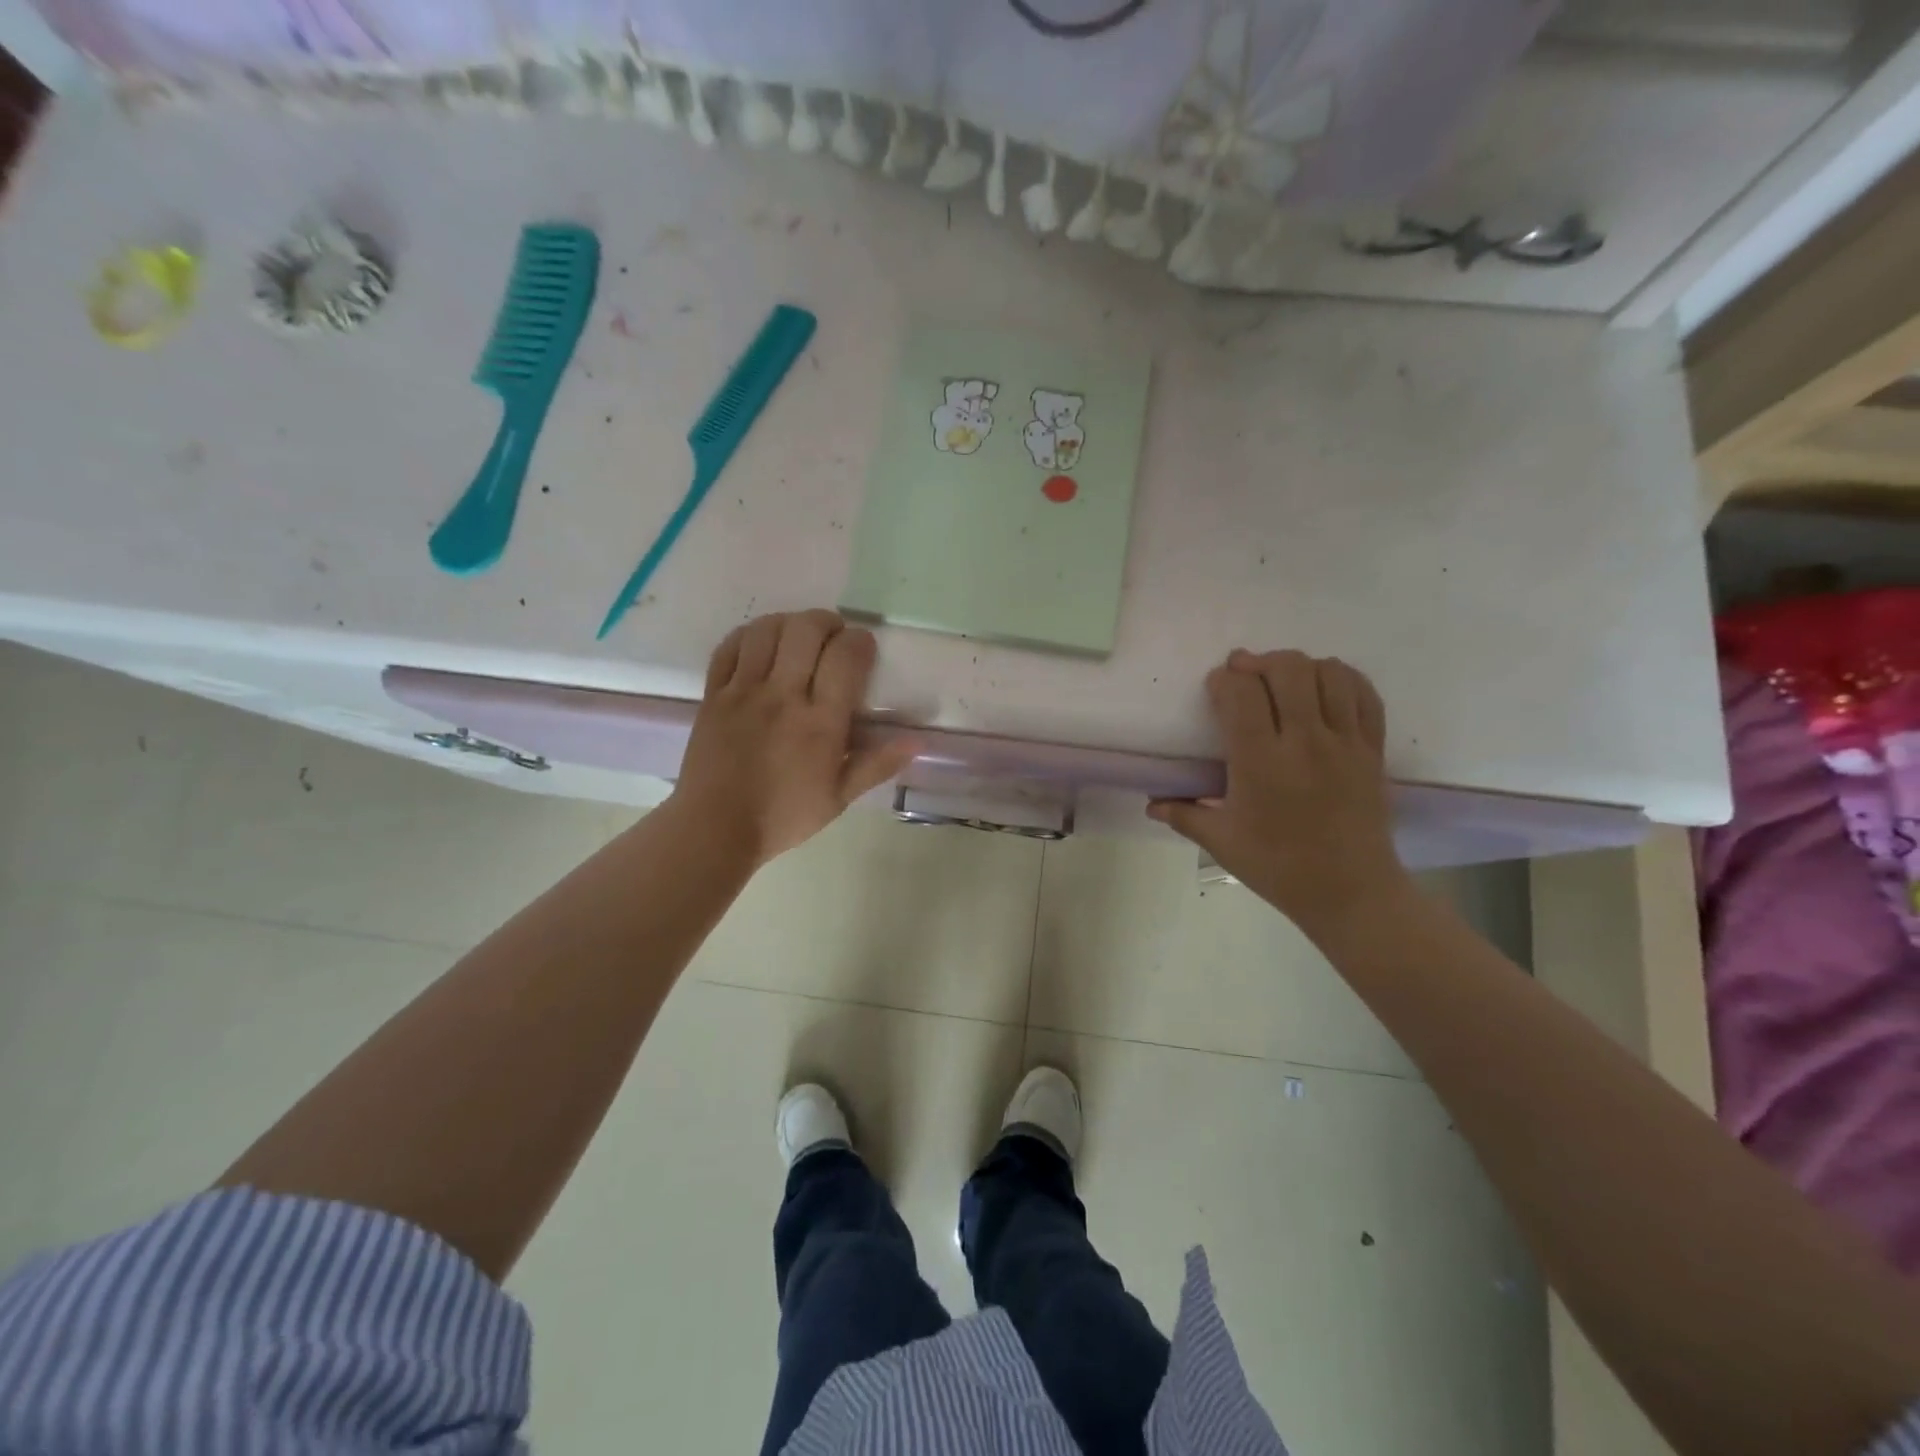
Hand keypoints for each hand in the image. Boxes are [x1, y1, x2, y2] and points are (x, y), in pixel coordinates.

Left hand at [672, 610, 914, 866]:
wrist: (715, 829)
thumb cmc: (783, 816)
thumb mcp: (839, 797)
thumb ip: (877, 765)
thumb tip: (915, 741)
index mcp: (820, 722)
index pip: (845, 657)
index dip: (860, 641)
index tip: (863, 648)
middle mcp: (782, 697)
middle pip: (806, 630)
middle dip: (827, 622)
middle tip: (834, 636)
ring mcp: (743, 691)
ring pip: (767, 630)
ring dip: (789, 622)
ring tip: (798, 636)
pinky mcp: (713, 694)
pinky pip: (730, 647)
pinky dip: (749, 635)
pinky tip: (761, 644)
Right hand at [1149, 649, 1407, 933]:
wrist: (1351, 893)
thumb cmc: (1279, 867)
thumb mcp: (1222, 843)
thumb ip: (1183, 815)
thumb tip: (1151, 804)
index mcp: (1261, 763)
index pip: (1241, 694)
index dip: (1223, 680)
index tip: (1215, 689)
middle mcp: (1305, 742)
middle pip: (1287, 669)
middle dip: (1259, 662)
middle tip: (1245, 673)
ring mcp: (1345, 743)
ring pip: (1329, 673)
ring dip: (1301, 667)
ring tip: (1284, 681)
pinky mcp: (1373, 749)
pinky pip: (1364, 694)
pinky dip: (1343, 679)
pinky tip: (1324, 689)